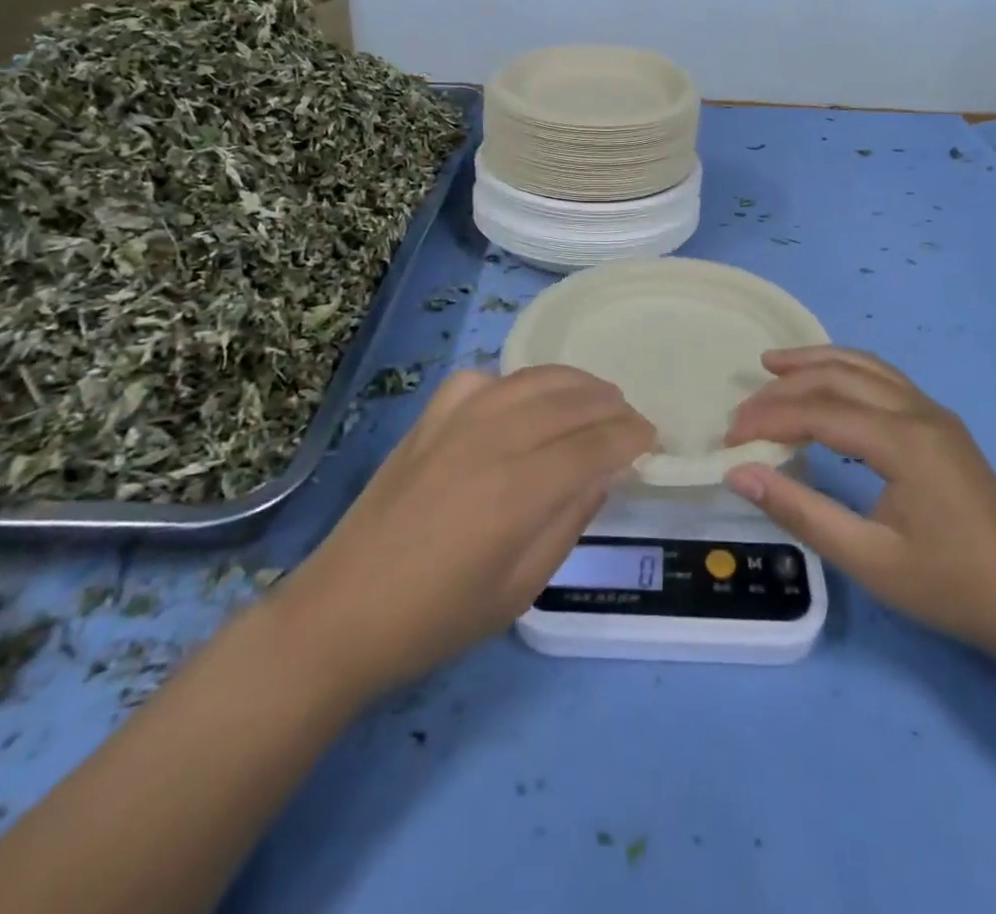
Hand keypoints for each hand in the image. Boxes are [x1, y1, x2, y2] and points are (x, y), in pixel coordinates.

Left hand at [287, 366, 654, 698]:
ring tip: (596, 396)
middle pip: (570, 402)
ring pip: (532, 379)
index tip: (652, 440)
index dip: (631, 436)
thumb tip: (603, 475)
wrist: (343, 611)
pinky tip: (520, 401)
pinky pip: (483, 380)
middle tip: (631, 419)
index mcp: (519, 491)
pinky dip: (513, 382)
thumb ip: (569, 523)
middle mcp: (493, 440)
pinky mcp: (429, 418)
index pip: (595, 444)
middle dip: (611, 405)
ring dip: (574, 382)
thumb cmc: (438, 617)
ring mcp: (457, 421)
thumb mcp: (520, 588)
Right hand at [723, 346, 995, 662]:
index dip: (769, 419)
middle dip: (784, 387)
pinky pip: (883, 379)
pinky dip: (845, 372)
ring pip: (864, 367)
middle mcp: (918, 412)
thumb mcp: (868, 559)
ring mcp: (933, 413)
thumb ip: (800, 511)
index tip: (730, 439)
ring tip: (772, 364)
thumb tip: (739, 474)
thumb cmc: (950, 586)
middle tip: (742, 409)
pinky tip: (827, 383)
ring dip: (815, 362)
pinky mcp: (940, 423)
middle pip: (838, 378)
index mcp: (903, 441)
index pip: (819, 411)